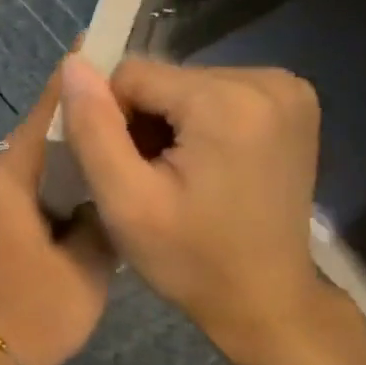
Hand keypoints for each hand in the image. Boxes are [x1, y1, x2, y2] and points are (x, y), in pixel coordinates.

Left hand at [0, 66, 118, 364]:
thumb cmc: (41, 312)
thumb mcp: (89, 263)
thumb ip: (98, 214)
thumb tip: (100, 191)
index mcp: (8, 181)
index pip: (43, 118)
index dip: (69, 83)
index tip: (92, 47)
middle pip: (32, 136)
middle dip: (70, 119)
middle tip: (114, 103)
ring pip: (23, 162)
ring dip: (57, 152)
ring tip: (101, 142)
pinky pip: (14, 187)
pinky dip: (42, 179)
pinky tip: (73, 187)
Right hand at [57, 54, 341, 362]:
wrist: (266, 301)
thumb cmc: (191, 260)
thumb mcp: (126, 201)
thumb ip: (93, 128)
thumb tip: (73, 63)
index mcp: (227, 101)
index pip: (132, 75)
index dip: (114, 121)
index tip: (128, 172)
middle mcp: (267, 80)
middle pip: (163, 79)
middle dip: (145, 123)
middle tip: (151, 180)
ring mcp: (287, 90)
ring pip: (186, 86)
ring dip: (170, 125)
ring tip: (177, 178)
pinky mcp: (292, 102)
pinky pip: (217, 94)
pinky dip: (199, 125)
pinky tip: (204, 168)